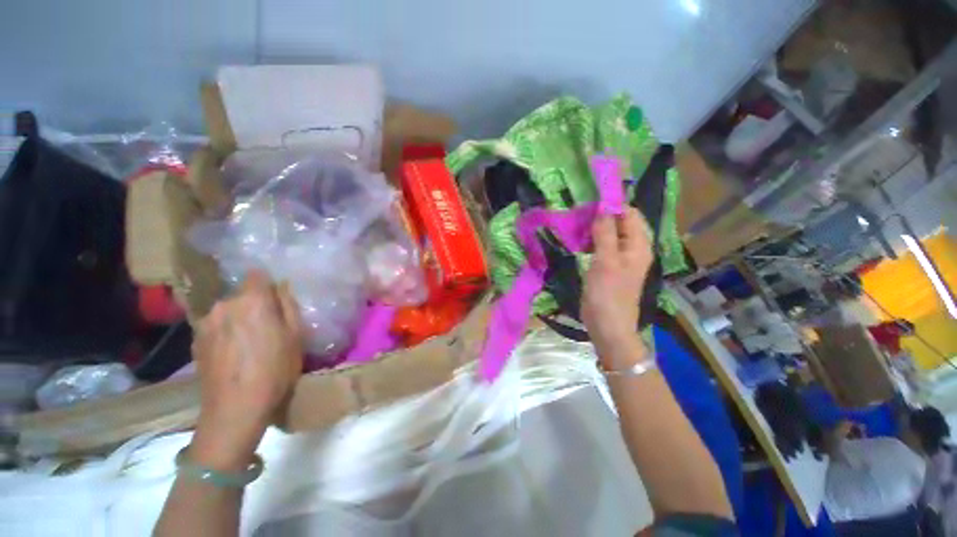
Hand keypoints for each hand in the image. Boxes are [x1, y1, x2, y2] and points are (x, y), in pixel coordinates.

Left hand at [189, 270, 302, 470]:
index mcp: (252, 301)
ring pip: (228, 311)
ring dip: (239, 318)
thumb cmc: (275, 369)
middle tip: (268, 325)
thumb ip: (289, 305)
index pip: (257, 275)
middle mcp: (224, 305)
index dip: (268, 283)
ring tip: (249, 342)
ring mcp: (205, 323)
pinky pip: (216, 326)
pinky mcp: (195, 341)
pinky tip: (233, 353)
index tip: (277, 297)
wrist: (235, 409)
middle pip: (242, 295)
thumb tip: (282, 285)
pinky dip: (226, 332)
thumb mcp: (296, 335)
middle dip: (255, 304)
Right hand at [582, 207, 653, 350]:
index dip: (612, 205)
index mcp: (639, 245)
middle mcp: (634, 248)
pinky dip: (592, 241)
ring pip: (610, 234)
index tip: (588, 203)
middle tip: (578, 216)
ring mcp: (622, 258)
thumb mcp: (605, 261)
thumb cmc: (607, 294)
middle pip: (621, 223)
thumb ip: (605, 233)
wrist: (608, 326)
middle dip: (601, 216)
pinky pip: (603, 246)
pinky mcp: (611, 267)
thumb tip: (603, 208)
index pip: (630, 214)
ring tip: (576, 227)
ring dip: (595, 229)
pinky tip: (579, 242)